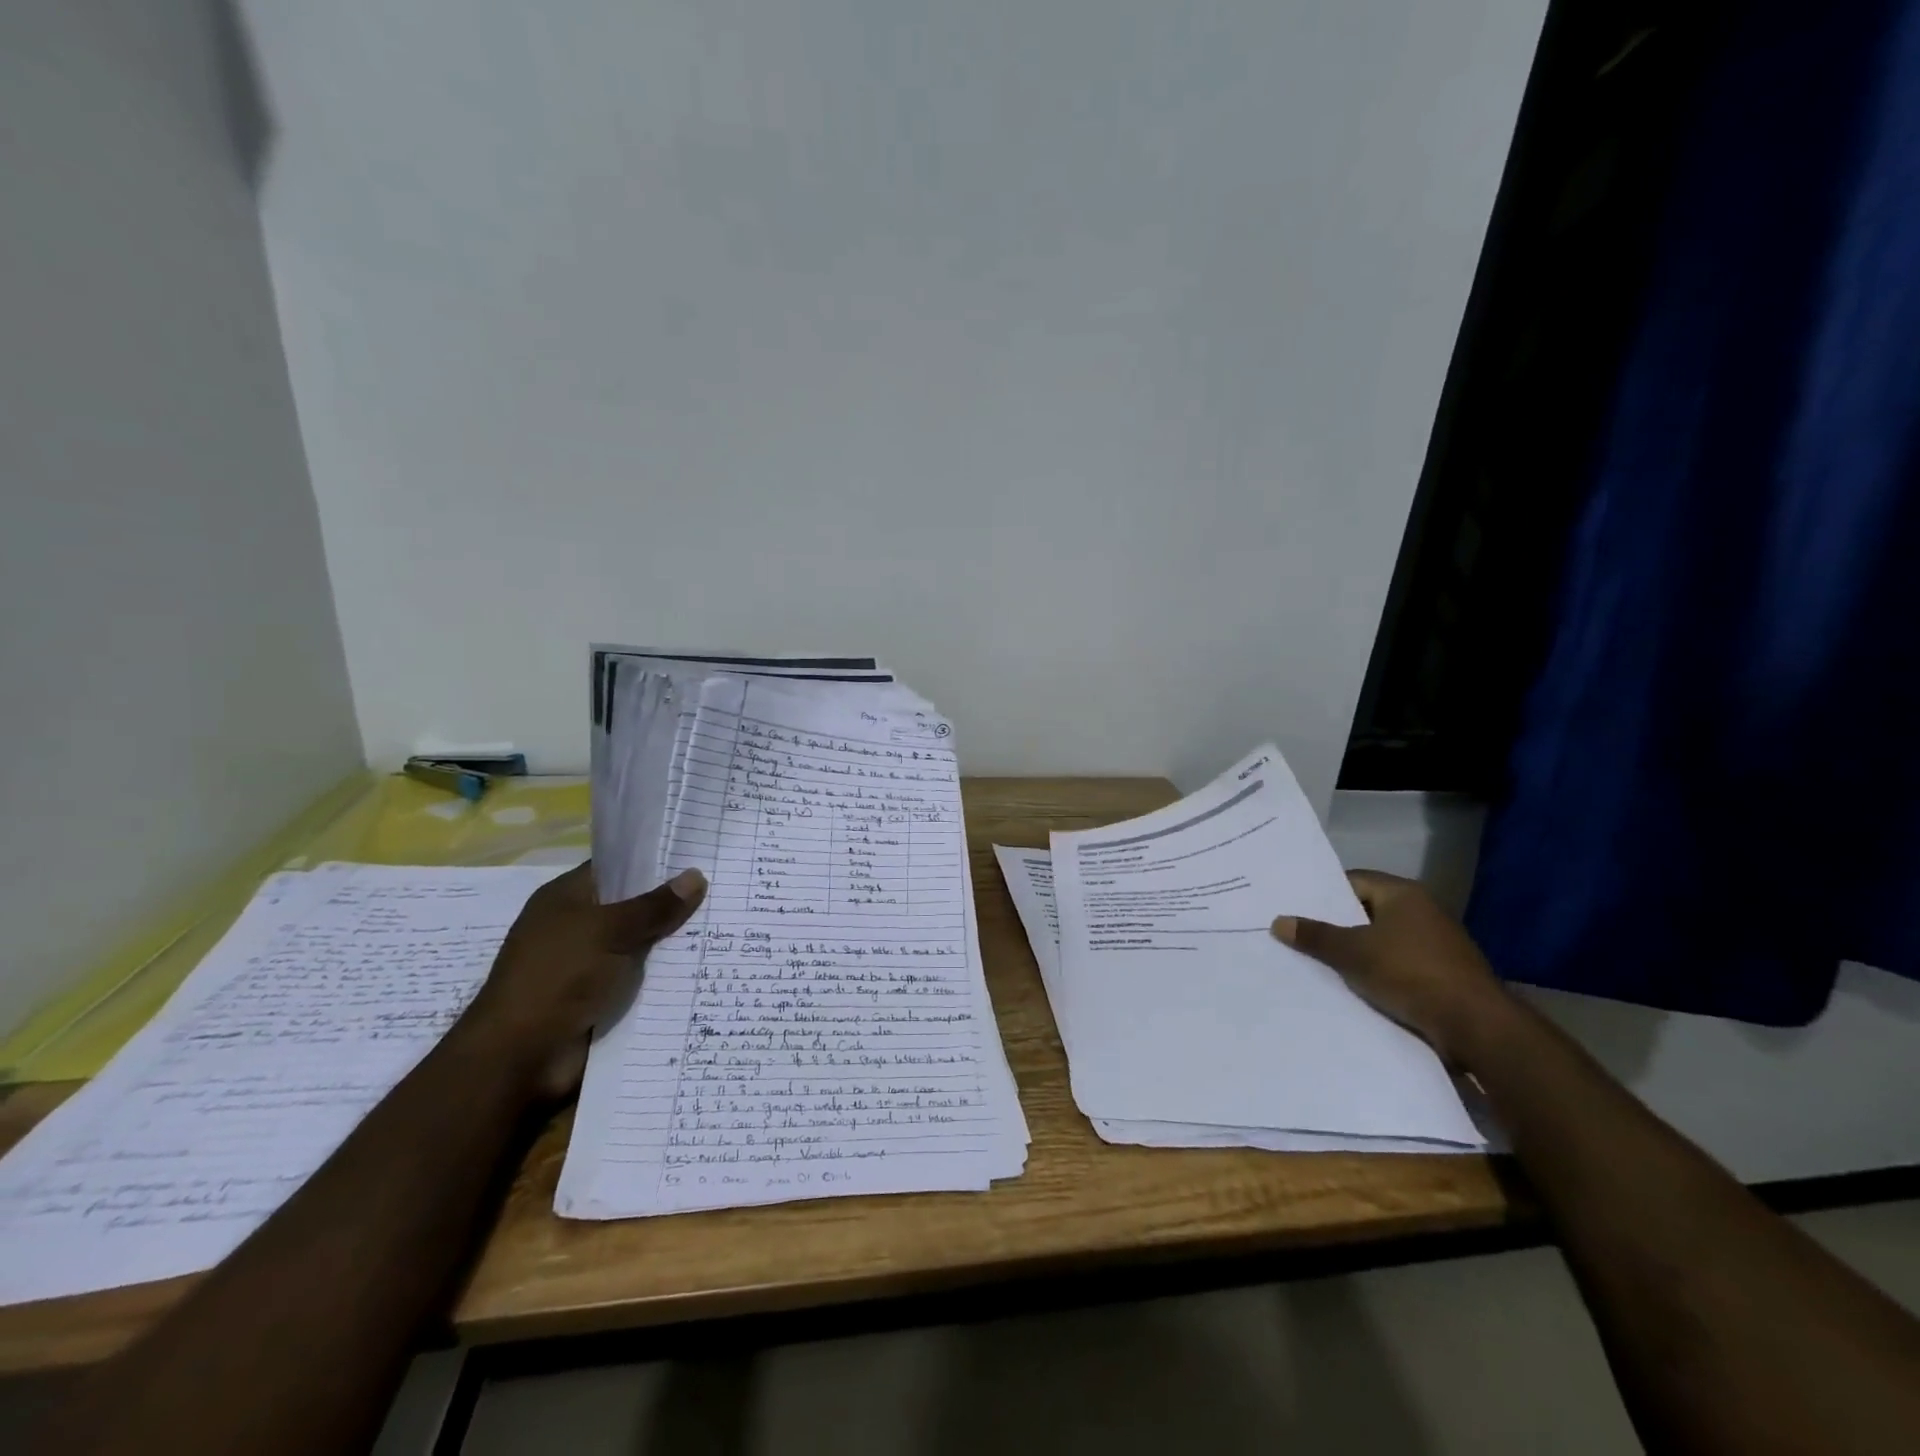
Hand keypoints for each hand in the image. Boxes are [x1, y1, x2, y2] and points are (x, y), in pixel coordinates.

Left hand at [459, 861, 705, 1099]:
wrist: (519, 1058)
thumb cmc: (557, 978)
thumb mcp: (609, 931)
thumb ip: (654, 906)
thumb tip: (697, 876)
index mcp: (567, 898)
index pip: (617, 867)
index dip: (655, 860)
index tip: (700, 854)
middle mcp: (577, 927)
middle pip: (634, 906)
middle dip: (674, 902)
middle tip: (724, 890)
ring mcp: (589, 964)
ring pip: (643, 944)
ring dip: (675, 942)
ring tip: (726, 926)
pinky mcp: (601, 998)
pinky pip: (642, 978)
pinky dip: (667, 975)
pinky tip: (706, 966)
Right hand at [1270, 870, 1510, 1066]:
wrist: (1477, 1027)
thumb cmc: (1410, 974)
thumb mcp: (1353, 953)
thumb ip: (1315, 936)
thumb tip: (1278, 921)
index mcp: (1404, 894)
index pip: (1353, 881)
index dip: (1323, 893)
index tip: (1296, 907)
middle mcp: (1423, 911)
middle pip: (1367, 911)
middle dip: (1336, 925)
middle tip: (1299, 934)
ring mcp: (1437, 944)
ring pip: (1382, 940)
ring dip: (1357, 951)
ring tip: (1319, 962)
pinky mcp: (1444, 974)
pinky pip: (1398, 964)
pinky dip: (1377, 971)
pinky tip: (1354, 986)